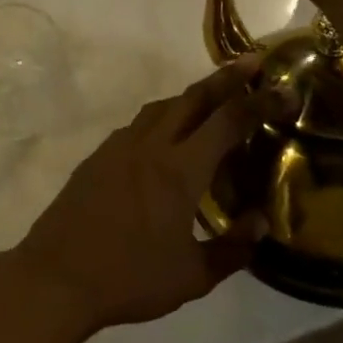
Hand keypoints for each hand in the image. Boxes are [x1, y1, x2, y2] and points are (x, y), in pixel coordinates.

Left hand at [10, 57, 278, 338]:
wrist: (58, 274)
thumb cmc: (130, 278)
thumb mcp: (192, 276)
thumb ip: (233, 248)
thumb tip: (262, 222)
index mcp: (179, 170)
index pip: (227, 122)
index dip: (259, 101)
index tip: (284, 87)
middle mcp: (151, 144)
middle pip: (193, 98)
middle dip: (225, 77)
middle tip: (252, 64)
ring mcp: (120, 145)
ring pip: (163, 106)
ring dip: (192, 96)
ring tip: (215, 100)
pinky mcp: (100, 154)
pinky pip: (140, 124)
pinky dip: (164, 117)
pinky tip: (169, 138)